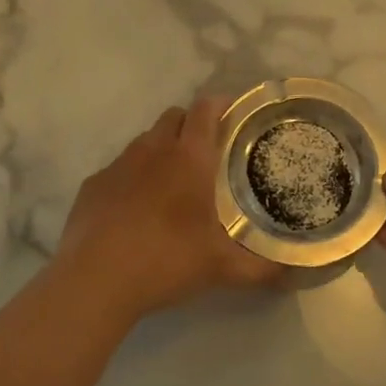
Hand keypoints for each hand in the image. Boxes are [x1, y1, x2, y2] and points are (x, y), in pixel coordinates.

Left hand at [50, 94, 285, 323]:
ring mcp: (118, 164)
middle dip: (192, 125)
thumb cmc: (166, 260)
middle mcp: (153, 149)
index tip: (235, 115)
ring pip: (145, 141)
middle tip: (208, 153)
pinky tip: (136, 210)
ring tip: (173, 184)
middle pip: (174, 116)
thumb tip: (292, 275)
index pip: (206, 109)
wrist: (95, 280)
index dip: (221, 104)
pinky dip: (132, 178)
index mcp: (189, 157)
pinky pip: (119, 169)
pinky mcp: (93, 184)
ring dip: (162, 150)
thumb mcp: (222, 268)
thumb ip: (261, 269)